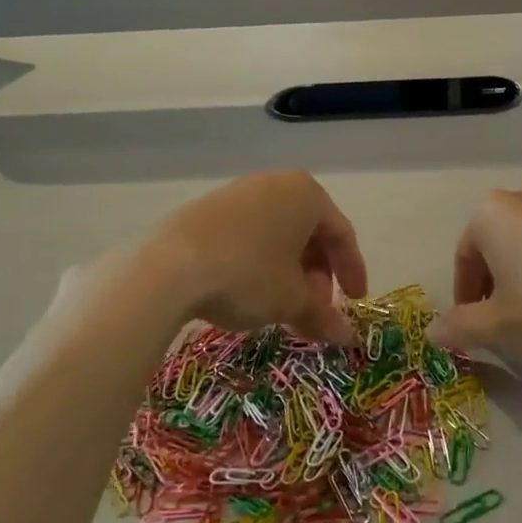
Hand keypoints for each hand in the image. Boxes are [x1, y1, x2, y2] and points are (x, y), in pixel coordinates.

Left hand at [58, 171, 367, 347]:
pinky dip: (259, 262)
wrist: (166, 269)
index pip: (342, 234)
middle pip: (309, 232)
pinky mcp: (205, 208)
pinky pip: (248, 234)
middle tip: (315, 308)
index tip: (355, 302)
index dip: (352, 271)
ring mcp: (238, 193)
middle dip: (317, 274)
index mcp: (307, 195)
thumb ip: (323, 315)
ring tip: (282, 306)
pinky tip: (248, 291)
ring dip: (288, 271)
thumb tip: (348, 337)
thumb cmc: (247, 275)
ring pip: (277, 234)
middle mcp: (276, 184)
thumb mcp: (291, 300)